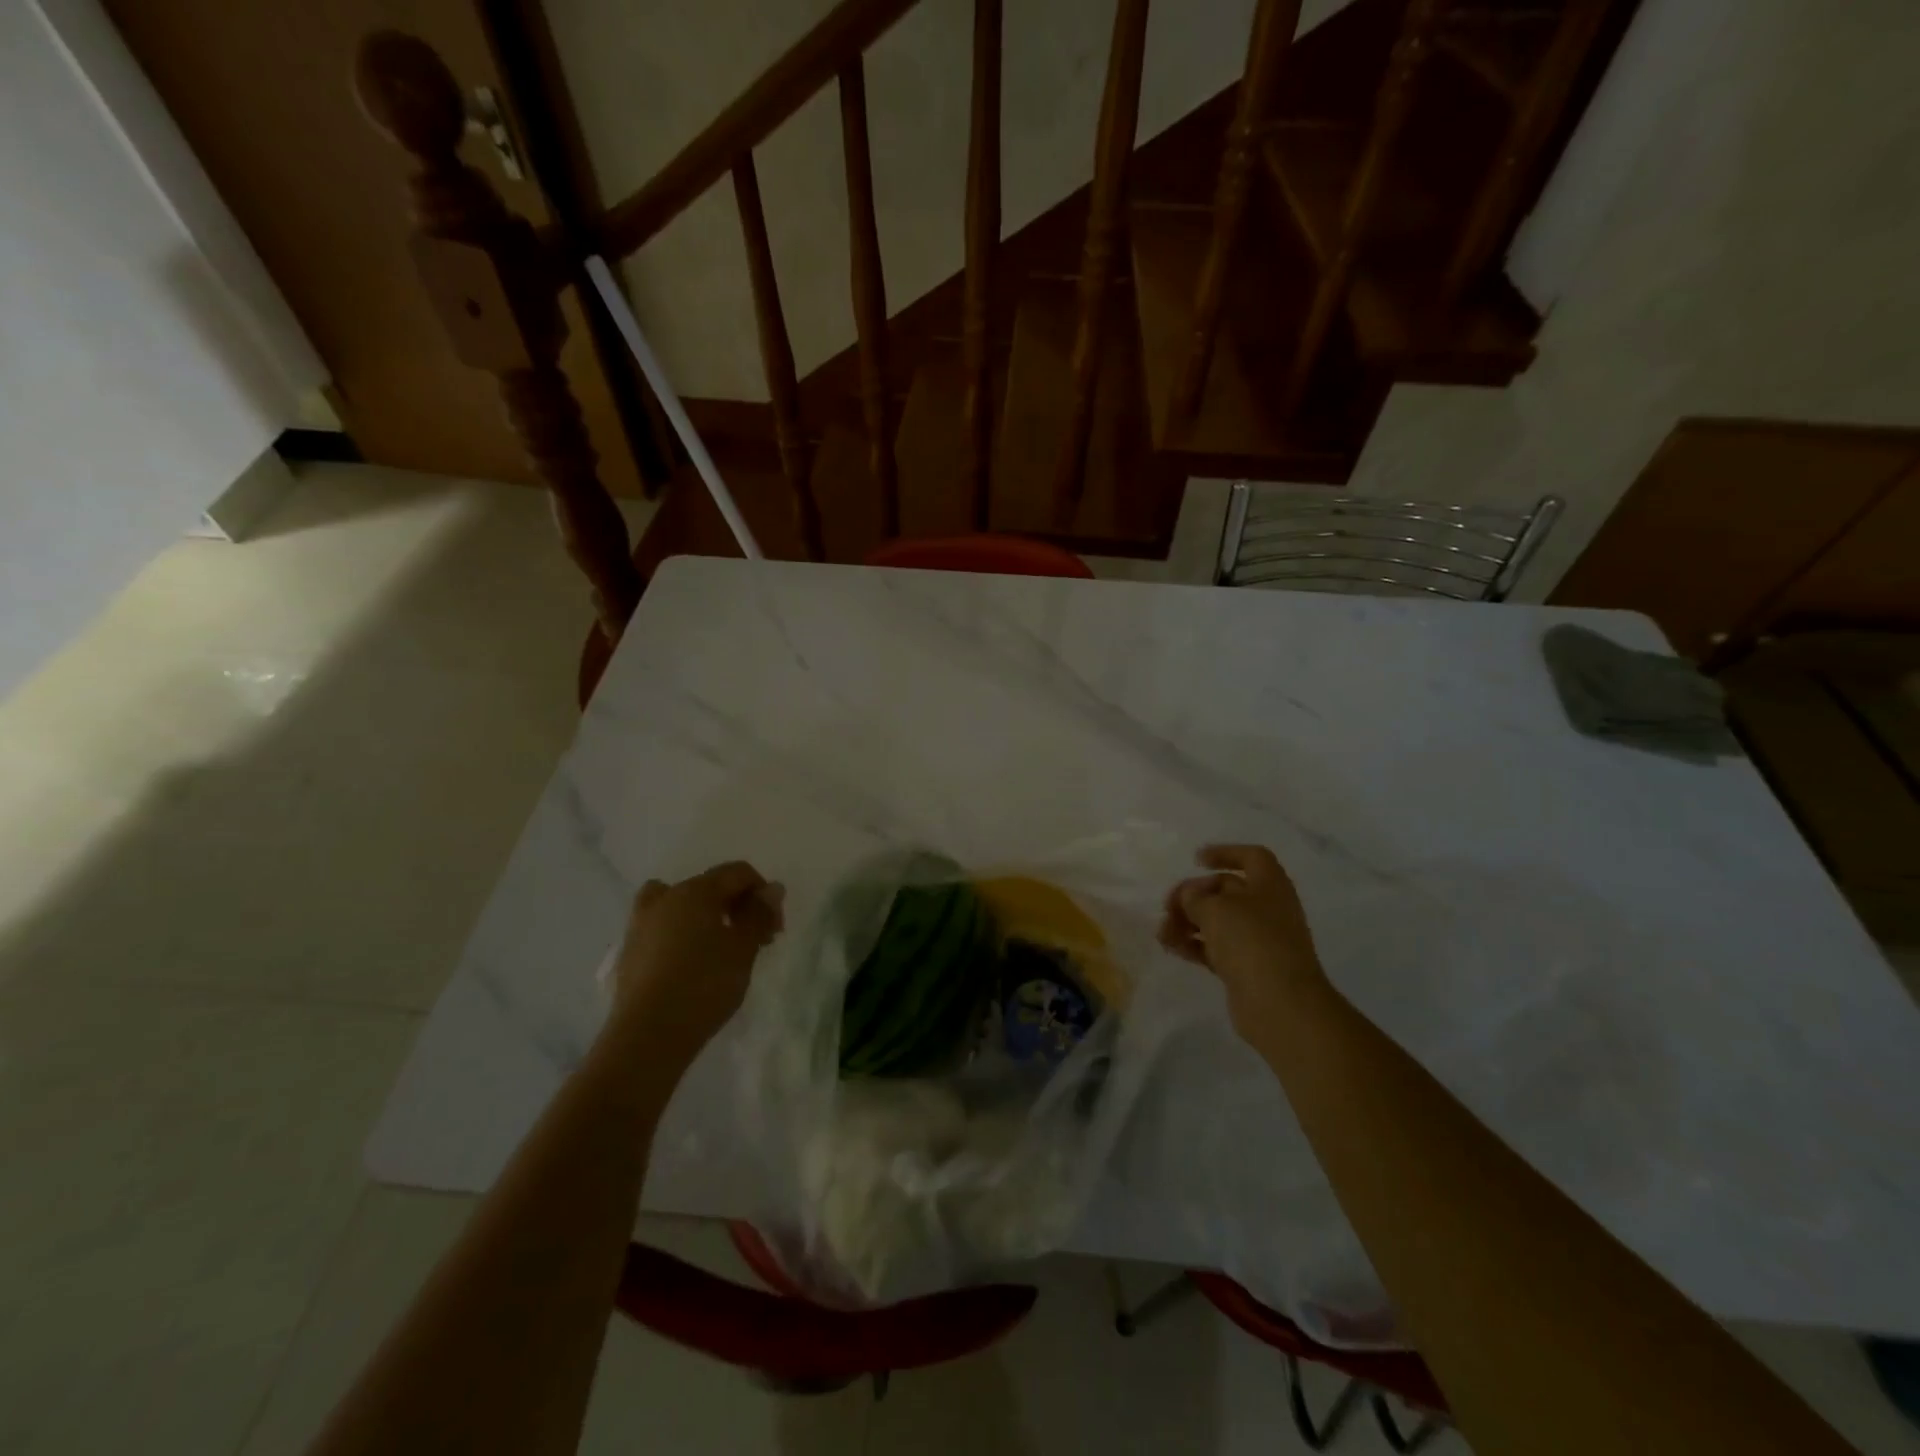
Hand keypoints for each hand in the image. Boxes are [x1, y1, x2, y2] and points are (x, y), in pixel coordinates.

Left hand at [603, 861, 784, 1068]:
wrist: (647, 1035)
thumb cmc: (704, 985)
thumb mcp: (743, 949)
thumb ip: (759, 915)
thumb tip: (772, 889)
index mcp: (695, 891)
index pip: (737, 873)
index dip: (763, 894)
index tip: (774, 929)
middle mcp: (665, 898)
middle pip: (709, 886)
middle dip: (738, 906)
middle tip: (755, 941)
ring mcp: (641, 924)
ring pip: (680, 905)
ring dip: (706, 917)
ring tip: (720, 949)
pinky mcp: (629, 952)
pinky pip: (663, 928)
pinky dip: (681, 935)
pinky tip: (692, 965)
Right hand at [1159, 844, 1328, 1039]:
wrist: (1281, 1005)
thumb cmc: (1251, 942)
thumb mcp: (1215, 909)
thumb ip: (1195, 897)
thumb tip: (1190, 896)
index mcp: (1270, 886)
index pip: (1252, 857)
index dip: (1225, 853)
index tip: (1196, 860)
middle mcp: (1268, 909)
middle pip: (1228, 890)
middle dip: (1195, 894)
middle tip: (1169, 905)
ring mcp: (1260, 941)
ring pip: (1219, 922)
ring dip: (1189, 922)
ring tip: (1162, 932)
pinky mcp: (1249, 968)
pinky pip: (1217, 948)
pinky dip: (1195, 945)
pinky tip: (1172, 948)